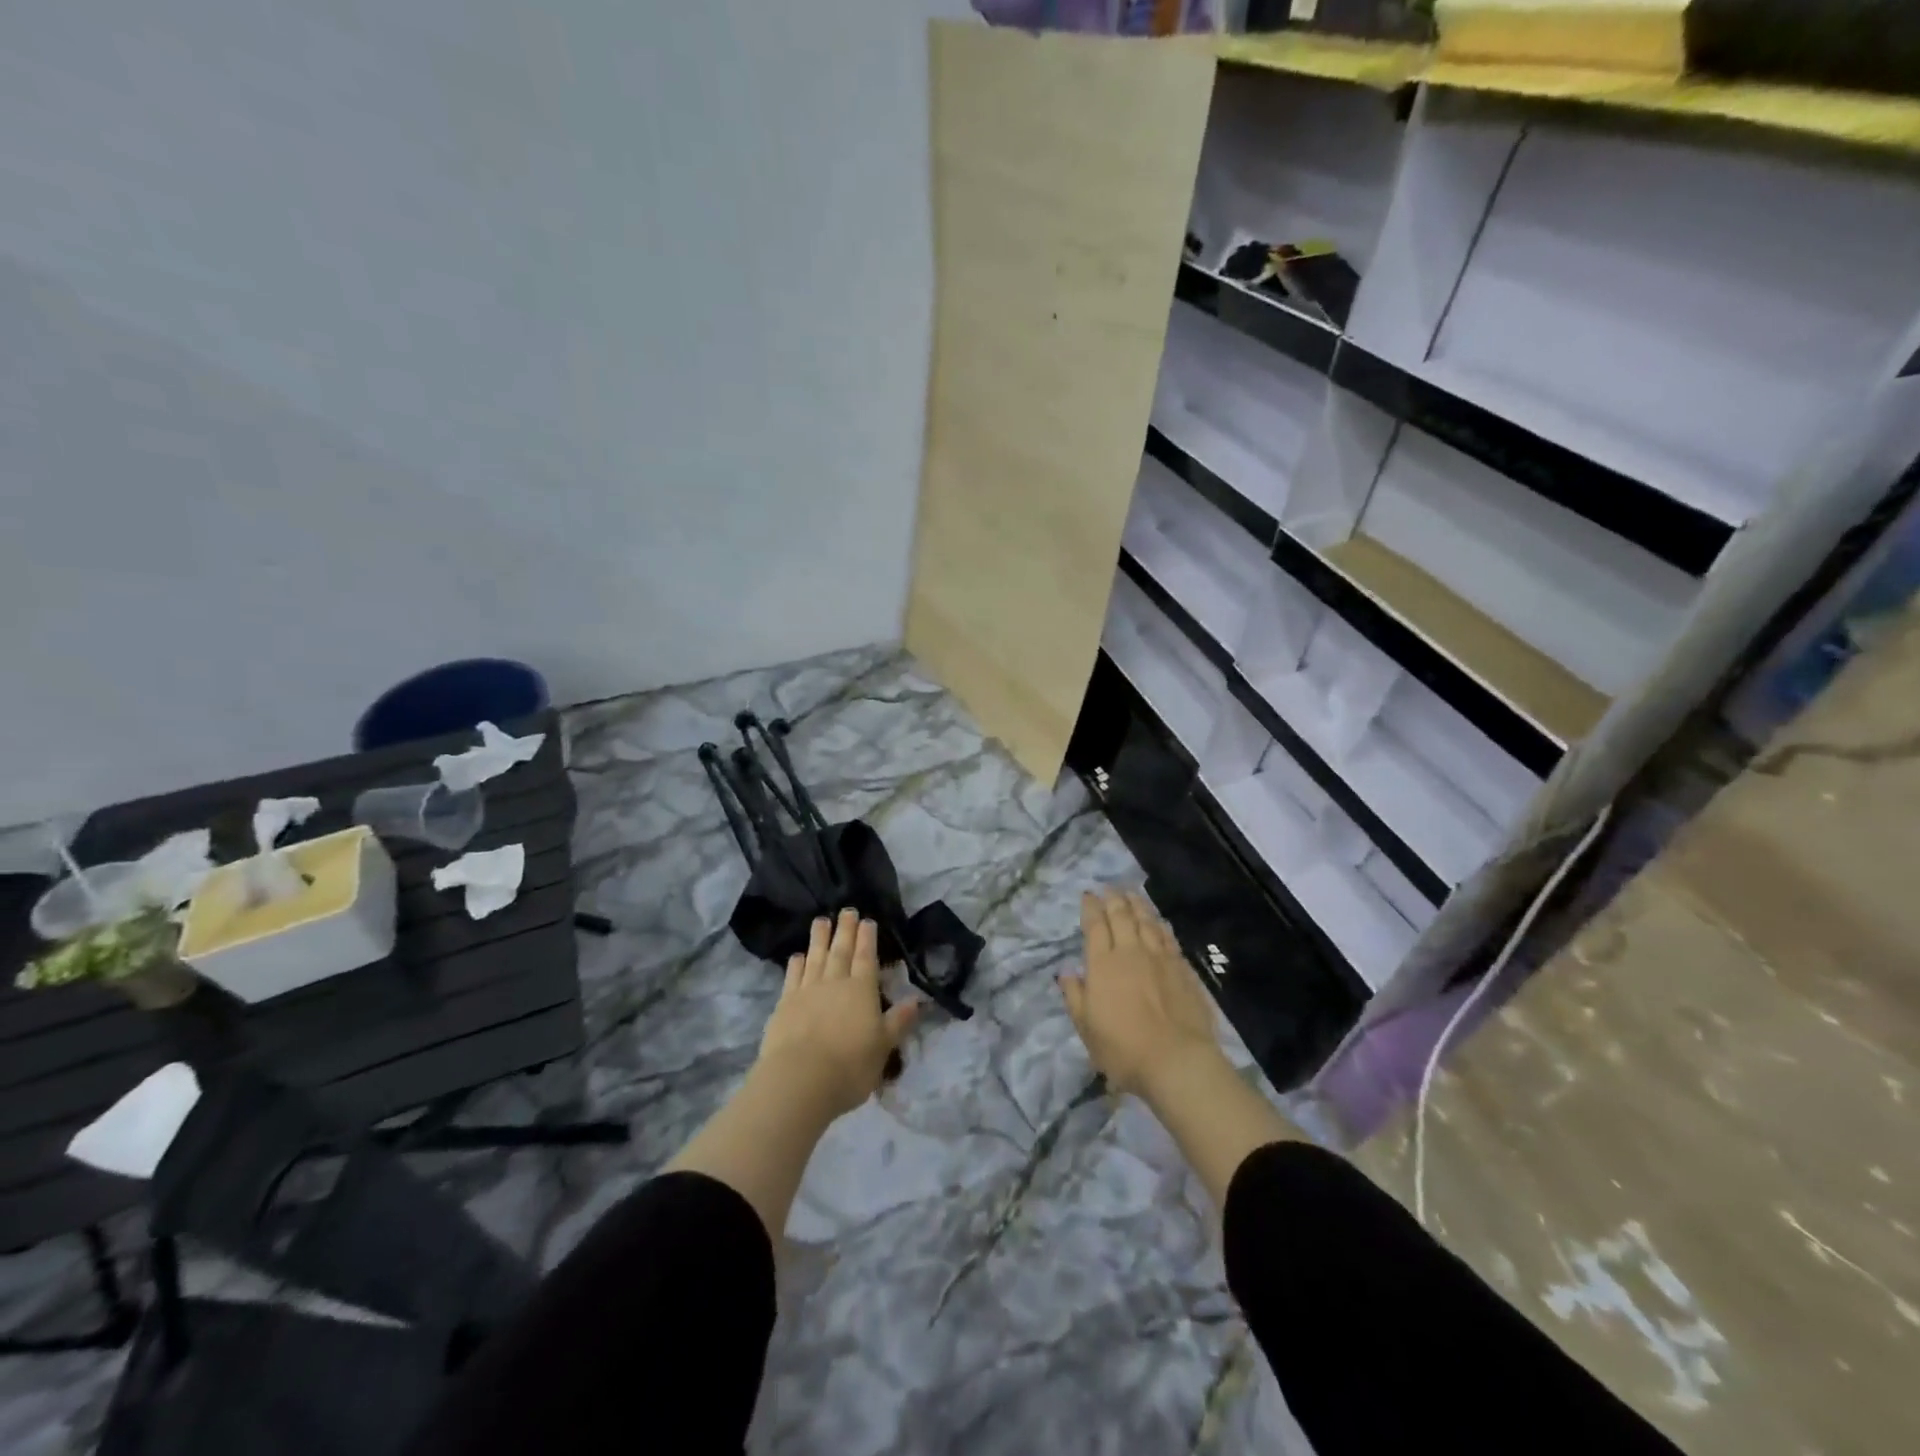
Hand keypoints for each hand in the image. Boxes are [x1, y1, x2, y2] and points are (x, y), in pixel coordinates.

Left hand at [756, 909, 918, 1120]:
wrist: (800, 1080)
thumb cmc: (850, 1066)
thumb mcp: (883, 1047)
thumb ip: (898, 1021)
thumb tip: (917, 1001)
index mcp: (862, 990)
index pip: (865, 957)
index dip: (867, 938)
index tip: (867, 921)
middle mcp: (835, 983)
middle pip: (841, 951)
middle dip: (845, 930)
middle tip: (846, 911)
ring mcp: (807, 991)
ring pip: (816, 957)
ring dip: (819, 938)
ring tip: (821, 921)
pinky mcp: (785, 1004)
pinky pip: (793, 976)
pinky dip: (796, 963)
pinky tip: (798, 955)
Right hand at [1059, 890, 1223, 1099]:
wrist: (1177, 1060)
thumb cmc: (1123, 1049)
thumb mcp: (1087, 1028)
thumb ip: (1075, 996)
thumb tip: (1067, 972)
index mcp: (1103, 964)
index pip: (1095, 926)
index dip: (1091, 908)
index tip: (1088, 895)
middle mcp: (1130, 952)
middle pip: (1121, 916)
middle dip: (1113, 898)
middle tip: (1109, 887)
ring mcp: (1159, 958)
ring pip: (1147, 921)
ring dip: (1137, 904)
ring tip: (1131, 893)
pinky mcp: (1182, 968)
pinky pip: (1168, 937)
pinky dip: (1160, 924)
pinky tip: (1159, 921)